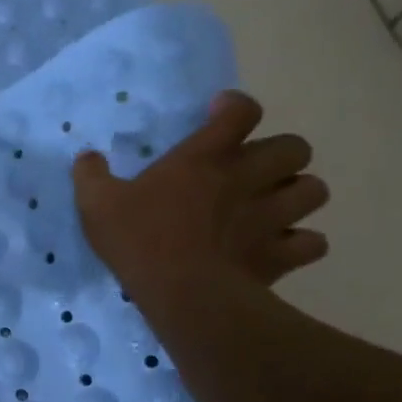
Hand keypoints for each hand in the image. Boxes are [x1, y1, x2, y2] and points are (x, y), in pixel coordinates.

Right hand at [72, 91, 329, 304]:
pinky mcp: (283, 255)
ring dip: (297, 194)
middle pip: (296, 147)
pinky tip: (280, 246)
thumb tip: (87, 158)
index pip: (241, 112)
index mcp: (204, 158)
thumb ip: (91, 175)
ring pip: (314, 190)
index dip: (235, 107)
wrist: (184, 295)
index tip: (219, 114)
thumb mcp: (96, 203)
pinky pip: (313, 242)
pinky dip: (301, 242)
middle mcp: (247, 178)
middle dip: (280, 154)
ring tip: (273, 206)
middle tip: (252, 169)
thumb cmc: (140, 240)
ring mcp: (271, 217)